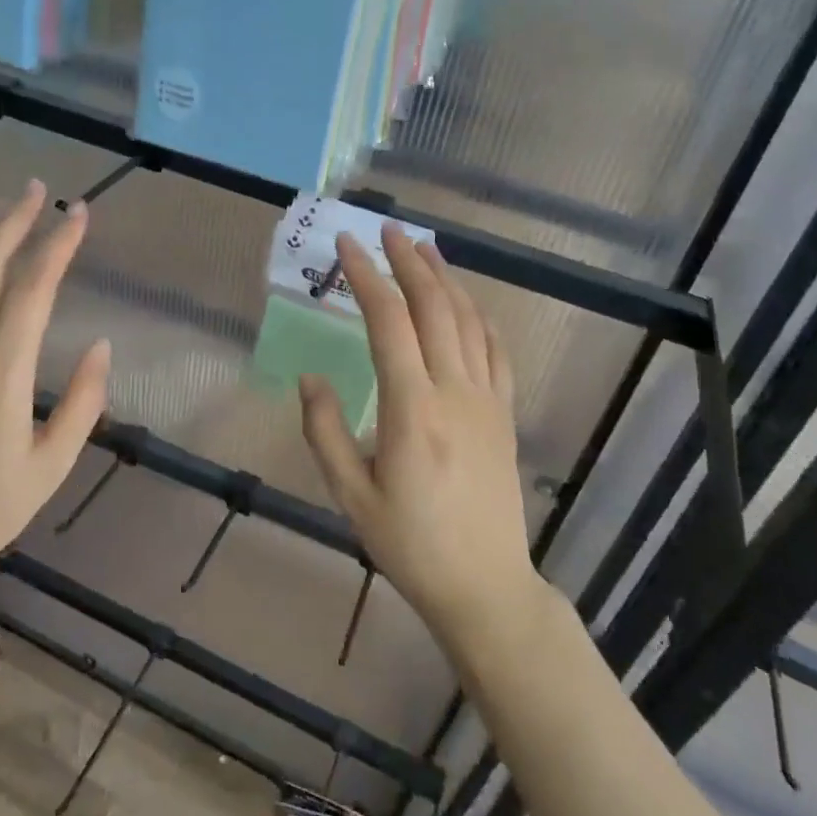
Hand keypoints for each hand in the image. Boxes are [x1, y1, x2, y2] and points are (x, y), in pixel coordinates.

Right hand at [299, 227, 535, 649]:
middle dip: (408, 261)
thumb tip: (311, 377)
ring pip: (469, 320)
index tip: (346, 245)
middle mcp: (455, 392)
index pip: (389, 322)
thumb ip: (324, 431)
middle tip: (386, 230)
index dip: (366, 276)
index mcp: (412, 410)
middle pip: (434, 307)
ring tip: (424, 248)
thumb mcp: (351, 496)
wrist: (485, 585)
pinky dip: (479, 315)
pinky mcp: (505, 414)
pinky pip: (496, 350)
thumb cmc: (409, 545)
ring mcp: (487, 400)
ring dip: (445, 278)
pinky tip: (466, 302)